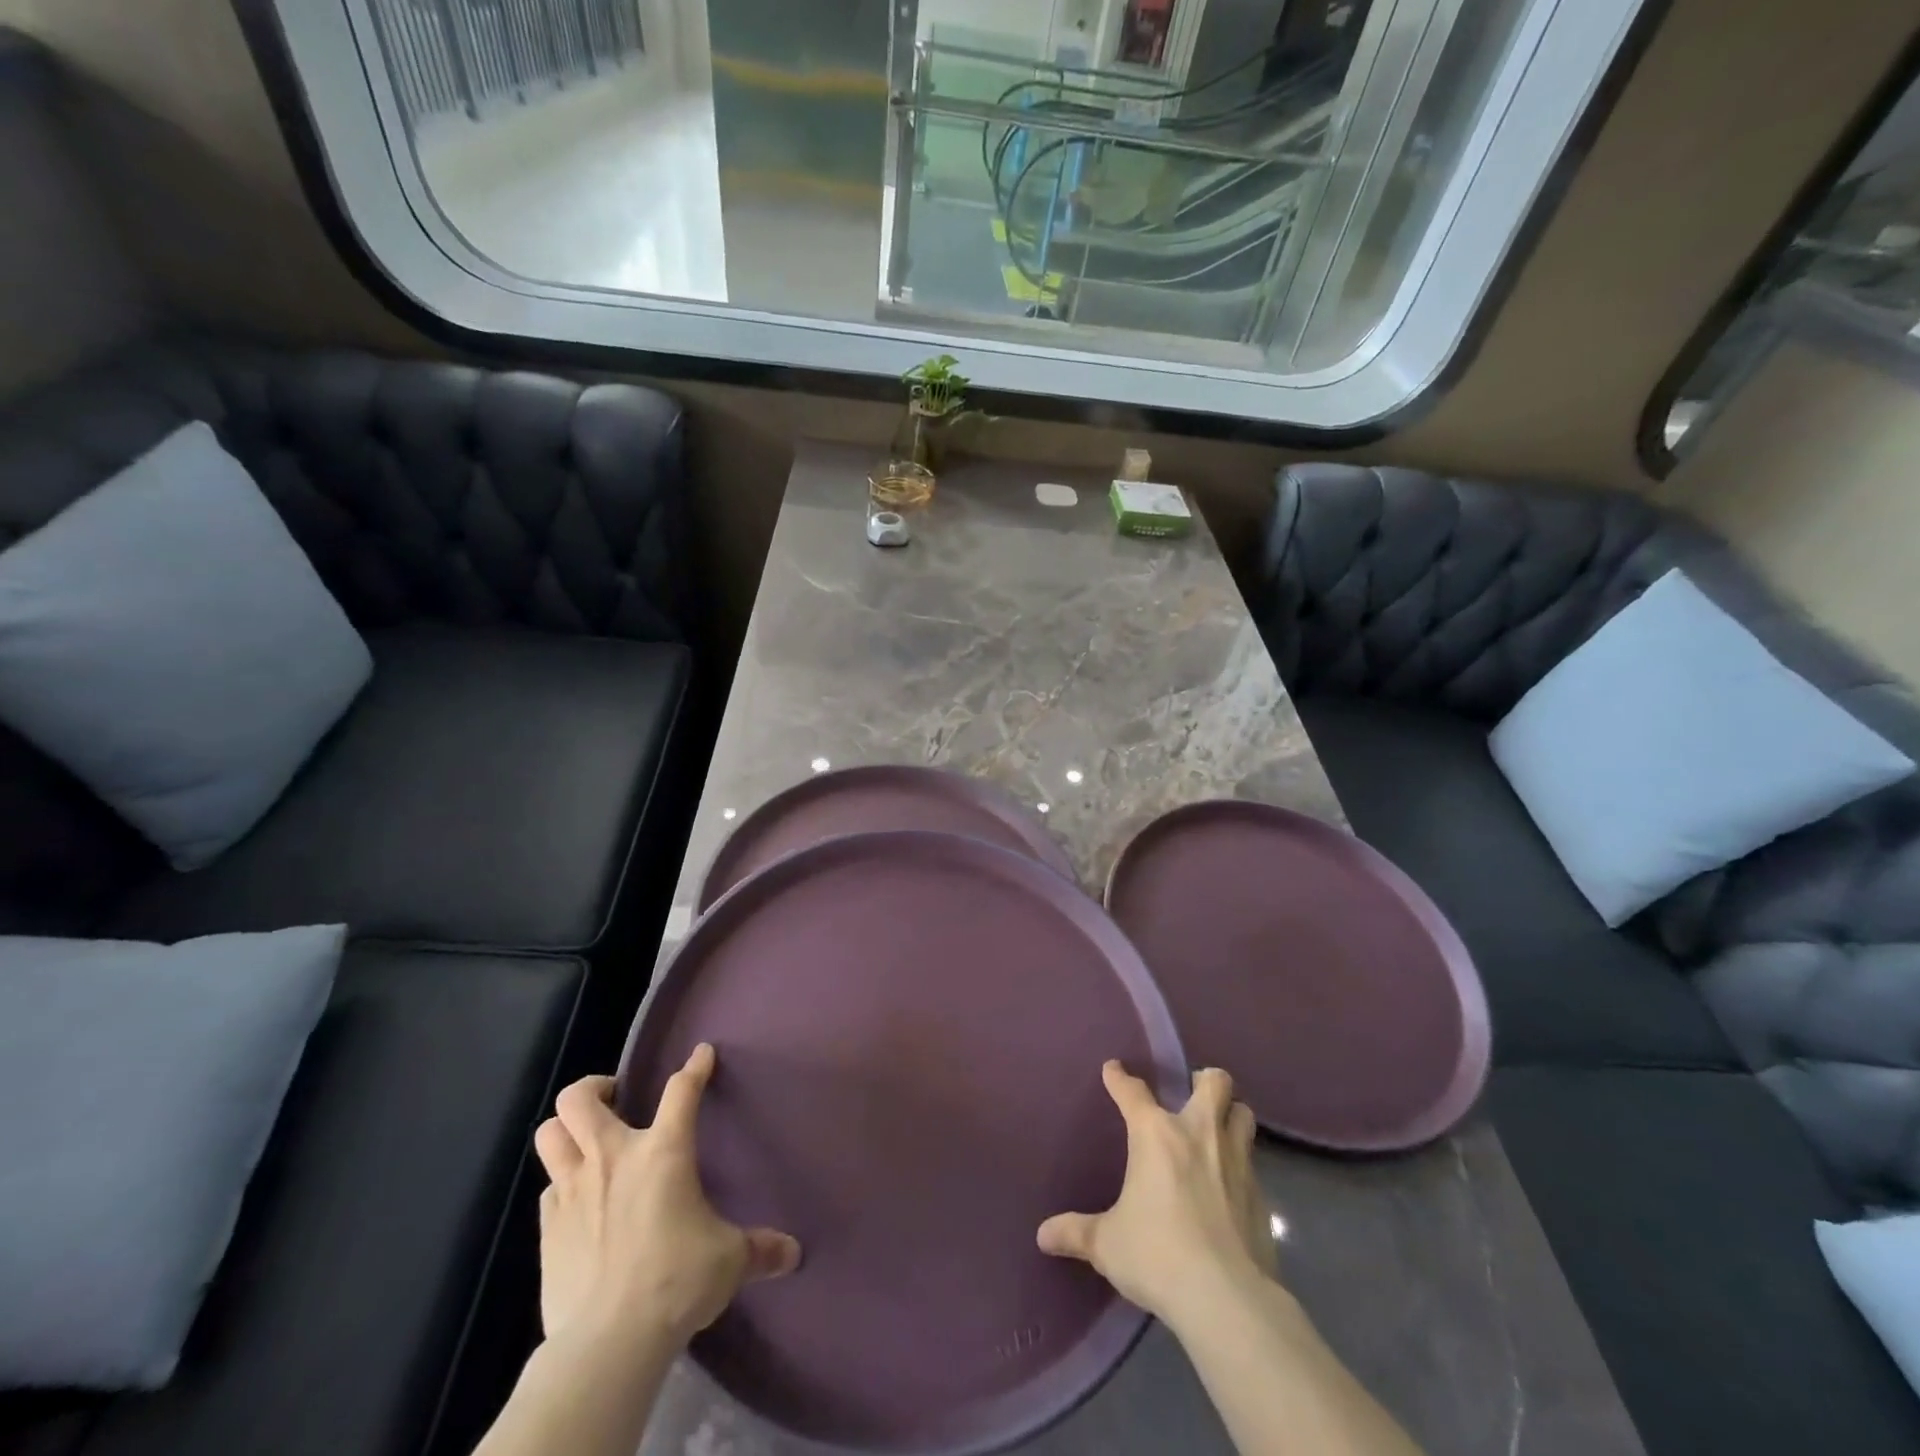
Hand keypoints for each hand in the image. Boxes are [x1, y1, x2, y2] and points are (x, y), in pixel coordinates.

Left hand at [532, 1044, 800, 1351]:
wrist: (608, 1342)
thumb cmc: (676, 1281)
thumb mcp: (729, 1261)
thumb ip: (760, 1249)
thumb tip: (793, 1253)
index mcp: (663, 1152)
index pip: (681, 1090)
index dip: (695, 1067)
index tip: (702, 1054)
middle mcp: (612, 1158)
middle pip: (579, 1099)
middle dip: (594, 1088)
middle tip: (615, 1099)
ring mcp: (572, 1191)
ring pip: (549, 1134)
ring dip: (566, 1130)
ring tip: (588, 1141)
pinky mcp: (547, 1230)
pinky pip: (548, 1188)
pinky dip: (562, 1184)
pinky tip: (580, 1203)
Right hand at [1037, 1062, 1273, 1332]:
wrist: (1227, 1298)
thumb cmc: (1158, 1255)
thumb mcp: (1108, 1244)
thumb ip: (1076, 1233)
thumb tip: (1043, 1235)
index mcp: (1155, 1135)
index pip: (1132, 1092)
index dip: (1120, 1078)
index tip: (1113, 1069)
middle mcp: (1199, 1134)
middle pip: (1214, 1083)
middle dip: (1205, 1080)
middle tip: (1192, 1091)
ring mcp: (1236, 1161)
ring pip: (1244, 1114)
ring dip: (1231, 1114)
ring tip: (1217, 1128)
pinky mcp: (1260, 1195)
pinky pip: (1253, 1162)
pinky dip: (1241, 1164)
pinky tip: (1230, 1185)